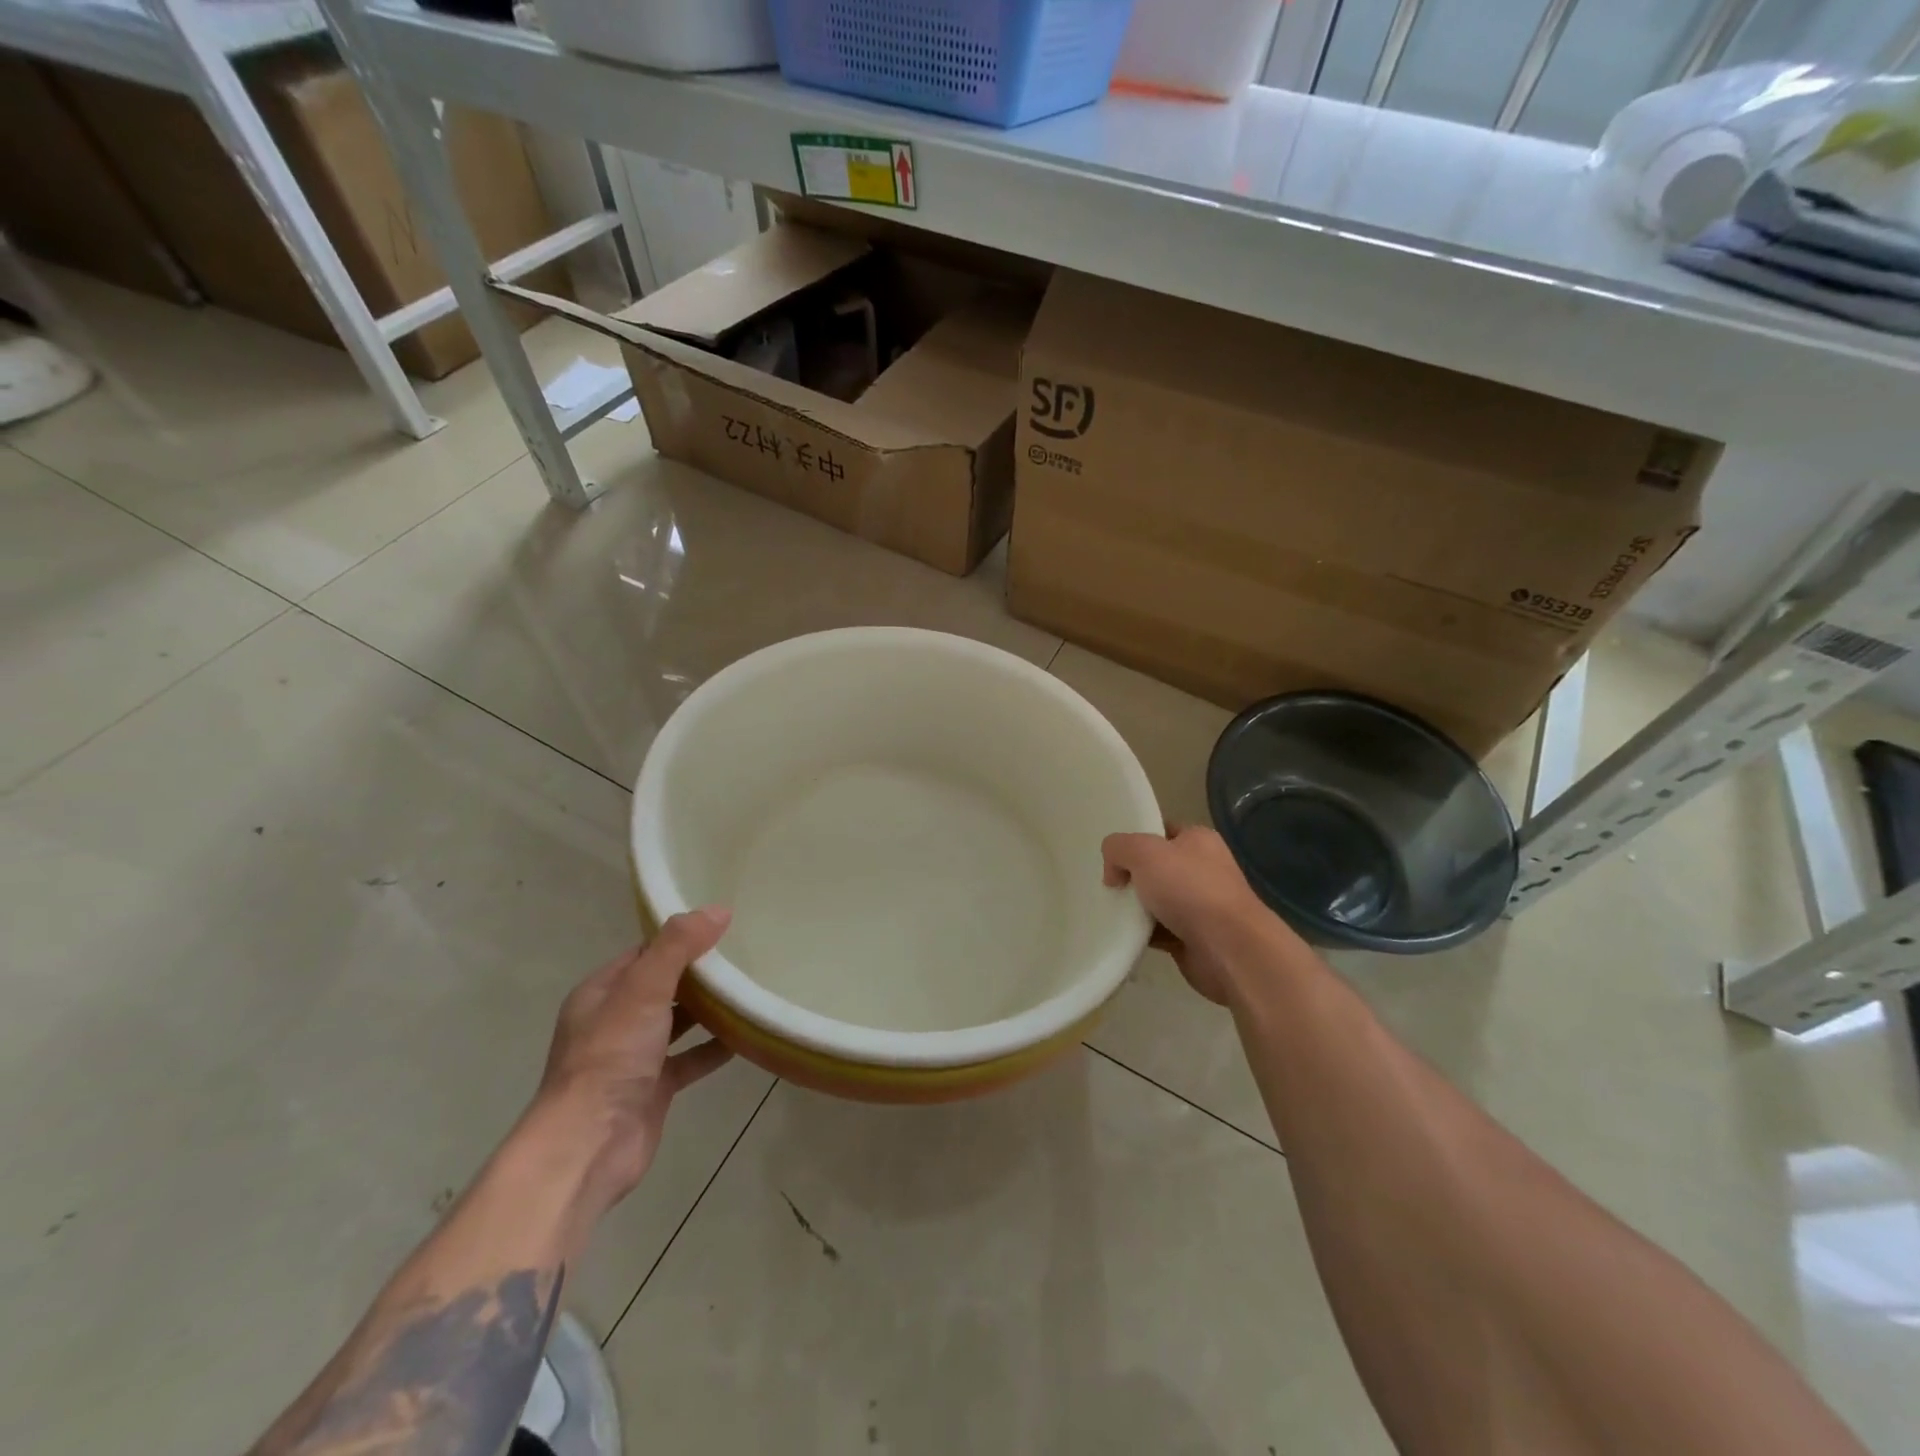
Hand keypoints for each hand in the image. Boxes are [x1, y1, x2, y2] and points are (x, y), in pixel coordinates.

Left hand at [524, 909, 733, 1224]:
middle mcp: (615, 1021)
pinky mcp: (654, 1088)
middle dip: (700, 972)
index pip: (645, 952)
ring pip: (677, 1022)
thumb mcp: (643, 989)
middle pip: (664, 985)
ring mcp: (634, 1057)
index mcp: (602, 992)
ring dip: (709, 1009)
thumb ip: (679, 946)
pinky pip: (690, 1059)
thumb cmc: (611, 1057)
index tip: (722, 925)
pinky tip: (746, 1036)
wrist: (589, 1146)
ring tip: (751, 988)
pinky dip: (715, 1047)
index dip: (680, 937)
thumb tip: (718, 909)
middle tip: (746, 953)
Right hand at [1102, 826, 1284, 1004]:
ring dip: (1134, 908)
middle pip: (1156, 867)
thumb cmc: (1190, 889)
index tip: (1111, 856)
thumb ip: (1118, 847)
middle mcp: (1203, 870)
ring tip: (1109, 911)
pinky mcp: (1193, 937)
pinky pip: (1158, 931)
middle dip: (1131, 876)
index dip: (1135, 839)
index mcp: (1198, 840)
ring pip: (1156, 901)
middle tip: (1108, 885)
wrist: (1228, 948)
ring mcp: (1200, 906)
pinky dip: (1142, 934)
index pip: (1161, 831)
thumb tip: (1114, 871)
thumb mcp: (1144, 852)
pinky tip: (1123, 934)